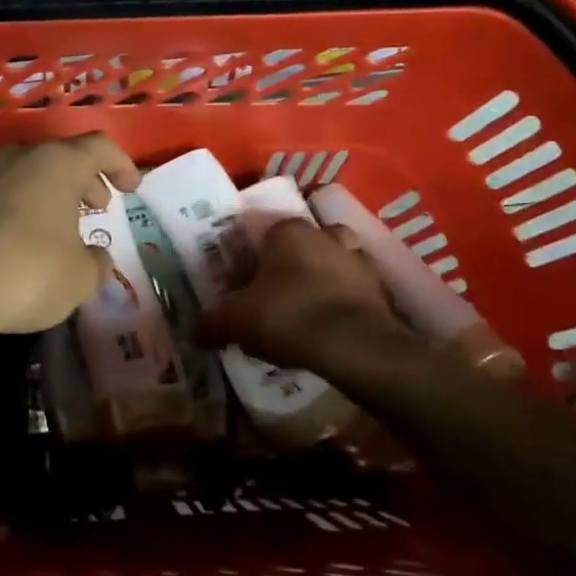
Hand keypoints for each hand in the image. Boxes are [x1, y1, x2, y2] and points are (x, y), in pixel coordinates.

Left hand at [0, 135, 140, 338]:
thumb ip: (96, 264)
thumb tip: (96, 258)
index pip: (100, 148)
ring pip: (31, 175)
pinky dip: (24, 210)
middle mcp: (21, 157)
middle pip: (63, 158)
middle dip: (86, 180)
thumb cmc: (27, 271)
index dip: (121, 166)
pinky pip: (5, 196)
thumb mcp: (79, 278)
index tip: (132, 188)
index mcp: (58, 162)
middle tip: (99, 206)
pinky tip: (24, 243)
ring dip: (53, 196)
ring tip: (64, 228)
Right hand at [196, 219, 438, 388]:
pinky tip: (330, 328)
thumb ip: (213, 322)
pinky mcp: (382, 289)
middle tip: (274, 295)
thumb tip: (193, 331)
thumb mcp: (237, 321)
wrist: (355, 345)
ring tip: (305, 311)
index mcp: (287, 230)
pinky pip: (356, 291)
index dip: (250, 259)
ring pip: (333, 263)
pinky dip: (344, 303)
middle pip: (302, 244)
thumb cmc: (288, 316)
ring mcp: (359, 259)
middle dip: (289, 265)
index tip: (242, 285)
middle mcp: (325, 234)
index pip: (263, 233)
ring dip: (321, 280)